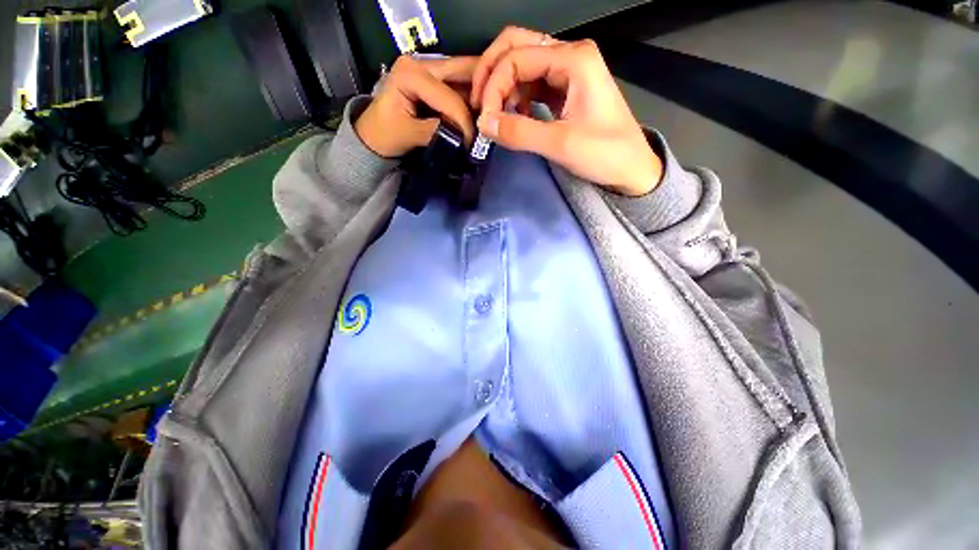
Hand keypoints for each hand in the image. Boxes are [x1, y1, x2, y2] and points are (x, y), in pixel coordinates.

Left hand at [356, 55, 476, 157]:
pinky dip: (473, 101)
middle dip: (482, 96)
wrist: (374, 136)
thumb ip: (436, 132)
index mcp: (411, 73)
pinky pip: (461, 87)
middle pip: (464, 71)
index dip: (464, 120)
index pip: (449, 96)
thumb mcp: (408, 134)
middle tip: (492, 120)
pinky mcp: (436, 81)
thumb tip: (462, 137)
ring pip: (466, 77)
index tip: (471, 143)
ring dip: (480, 98)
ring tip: (488, 120)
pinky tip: (480, 116)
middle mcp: (422, 63)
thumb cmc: (384, 134)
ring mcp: (430, 70)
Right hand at [471, 26, 661, 195]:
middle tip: (480, 105)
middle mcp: (570, 55)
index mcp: (573, 58)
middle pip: (517, 46)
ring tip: (496, 115)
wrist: (632, 169)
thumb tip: (483, 124)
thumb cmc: (604, 155)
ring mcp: (569, 70)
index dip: (493, 86)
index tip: (484, 119)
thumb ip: (519, 132)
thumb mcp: (560, 144)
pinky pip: (533, 82)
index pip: (516, 58)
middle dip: (492, 74)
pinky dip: (517, 96)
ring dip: (504, 86)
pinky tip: (516, 115)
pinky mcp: (567, 88)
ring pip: (523, 64)